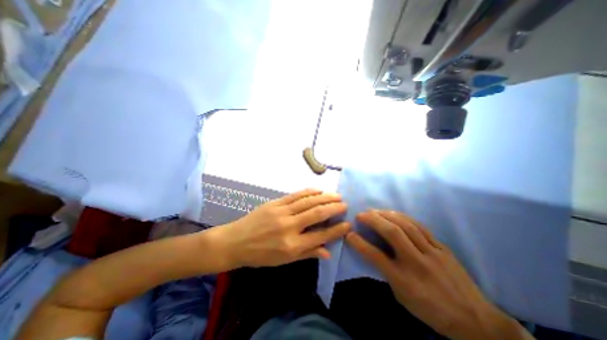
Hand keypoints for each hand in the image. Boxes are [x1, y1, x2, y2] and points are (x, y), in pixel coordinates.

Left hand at [216, 189, 348, 267]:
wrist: (236, 241)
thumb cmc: (261, 255)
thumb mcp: (284, 261)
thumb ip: (307, 253)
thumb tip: (328, 251)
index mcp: (292, 245)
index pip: (321, 236)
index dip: (337, 230)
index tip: (348, 224)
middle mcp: (289, 226)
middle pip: (317, 214)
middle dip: (334, 208)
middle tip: (345, 204)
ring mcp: (282, 212)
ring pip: (308, 201)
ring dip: (325, 197)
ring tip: (336, 195)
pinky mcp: (275, 203)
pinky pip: (295, 195)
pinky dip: (309, 192)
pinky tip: (318, 190)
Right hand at [346, 210, 532, 339]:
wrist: (475, 320)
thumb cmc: (431, 310)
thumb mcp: (402, 296)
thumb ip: (387, 272)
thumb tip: (373, 252)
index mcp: (404, 280)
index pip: (376, 256)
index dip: (359, 243)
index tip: (349, 234)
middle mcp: (416, 263)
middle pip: (392, 233)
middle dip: (373, 220)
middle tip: (361, 214)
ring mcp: (431, 252)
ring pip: (406, 226)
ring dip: (387, 214)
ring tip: (375, 211)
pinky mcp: (441, 247)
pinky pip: (420, 226)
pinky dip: (403, 217)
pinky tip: (395, 213)